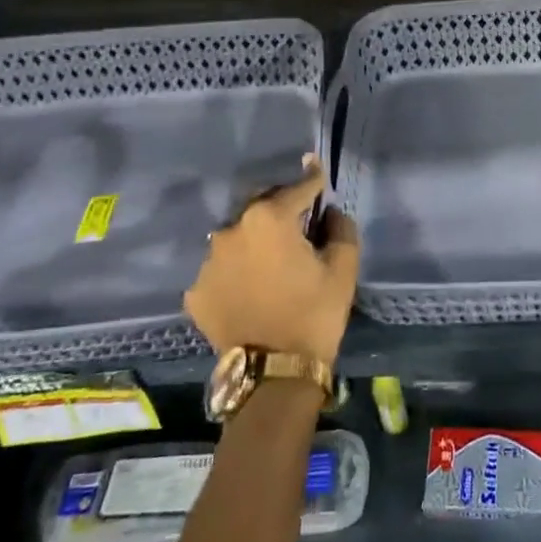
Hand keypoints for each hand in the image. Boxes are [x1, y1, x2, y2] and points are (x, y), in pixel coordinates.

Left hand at [184, 158, 359, 365]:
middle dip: (279, 207)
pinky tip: (249, 285)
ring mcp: (209, 261)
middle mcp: (232, 229)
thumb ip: (340, 228)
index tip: (315, 167)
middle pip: (260, 205)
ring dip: (254, 239)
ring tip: (269, 258)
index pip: (297, 188)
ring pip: (237, 236)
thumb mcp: (343, 268)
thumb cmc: (314, 314)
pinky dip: (236, 269)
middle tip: (296, 220)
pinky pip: (221, 268)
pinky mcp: (196, 290)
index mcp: (269, 218)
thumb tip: (329, 213)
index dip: (312, 179)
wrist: (273, 373)